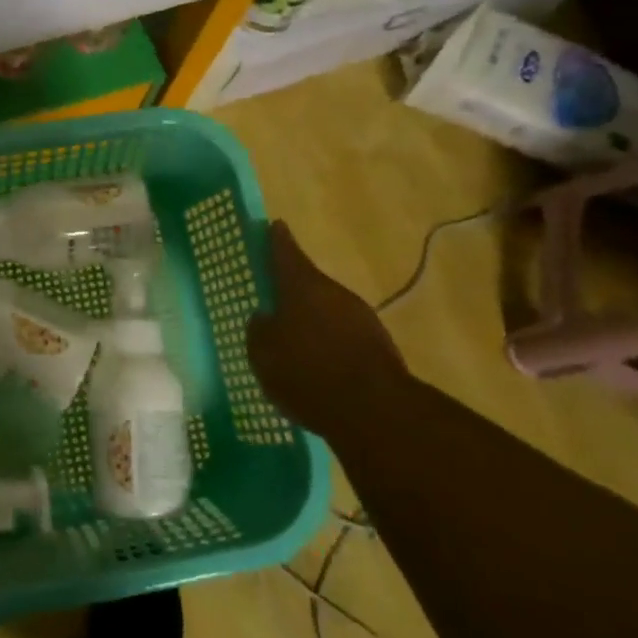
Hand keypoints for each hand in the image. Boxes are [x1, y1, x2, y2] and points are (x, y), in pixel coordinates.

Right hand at [248, 221, 409, 435]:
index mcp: (301, 285)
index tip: (272, 226)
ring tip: (296, 341)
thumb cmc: (307, 373)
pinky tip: (320, 364)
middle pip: (308, 282)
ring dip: (313, 319)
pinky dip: (331, 342)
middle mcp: (333, 292)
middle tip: (275, 301)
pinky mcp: (379, 344)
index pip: (285, 251)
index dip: (276, 239)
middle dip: (292, 289)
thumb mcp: (264, 355)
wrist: (375, 411)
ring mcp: (361, 316)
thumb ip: (258, 331)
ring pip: (328, 309)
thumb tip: (264, 317)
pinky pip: (344, 334)